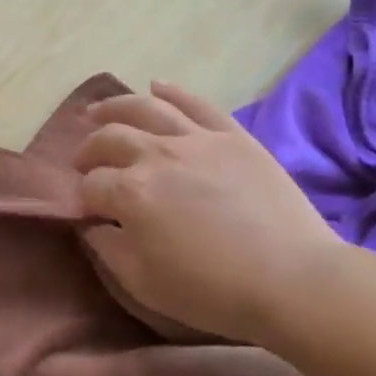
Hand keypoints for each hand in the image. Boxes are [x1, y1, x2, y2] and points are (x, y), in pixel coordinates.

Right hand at [74, 82, 342, 345]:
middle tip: (83, 164)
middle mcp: (156, 155)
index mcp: (130, 192)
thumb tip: (91, 224)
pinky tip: (155, 85)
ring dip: (114, 107)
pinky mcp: (232, 136)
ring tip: (97, 111)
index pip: (90, 186)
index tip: (84, 212)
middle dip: (88, 151)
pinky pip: (196, 103)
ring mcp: (196, 140)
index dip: (81, 198)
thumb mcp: (142, 283)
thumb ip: (107, 248)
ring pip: (145, 108)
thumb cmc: (212, 290)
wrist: (294, 280)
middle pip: (109, 139)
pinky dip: (172, 91)